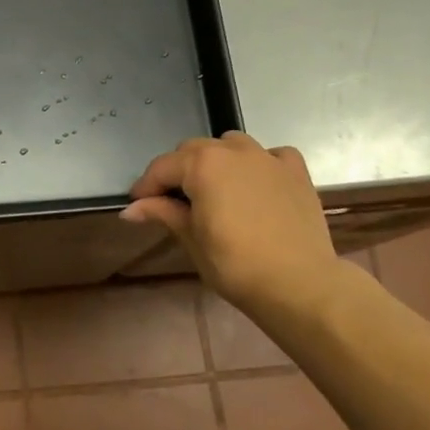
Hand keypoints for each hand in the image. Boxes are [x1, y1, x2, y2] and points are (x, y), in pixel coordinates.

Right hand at [123, 133, 348, 325]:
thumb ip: (163, 213)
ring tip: (214, 189)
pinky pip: (270, 155)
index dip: (146, 187)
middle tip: (173, 202)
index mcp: (202, 164)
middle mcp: (233, 150)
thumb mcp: (191, 239)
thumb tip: (130, 209)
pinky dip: (258, 164)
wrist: (299, 284)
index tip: (138, 206)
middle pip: (193, 151)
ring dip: (216, 161)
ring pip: (230, 145)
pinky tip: (256, 184)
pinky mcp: (295, 172)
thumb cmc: (235, 264)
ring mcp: (268, 158)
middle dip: (178, 172)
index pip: (162, 168)